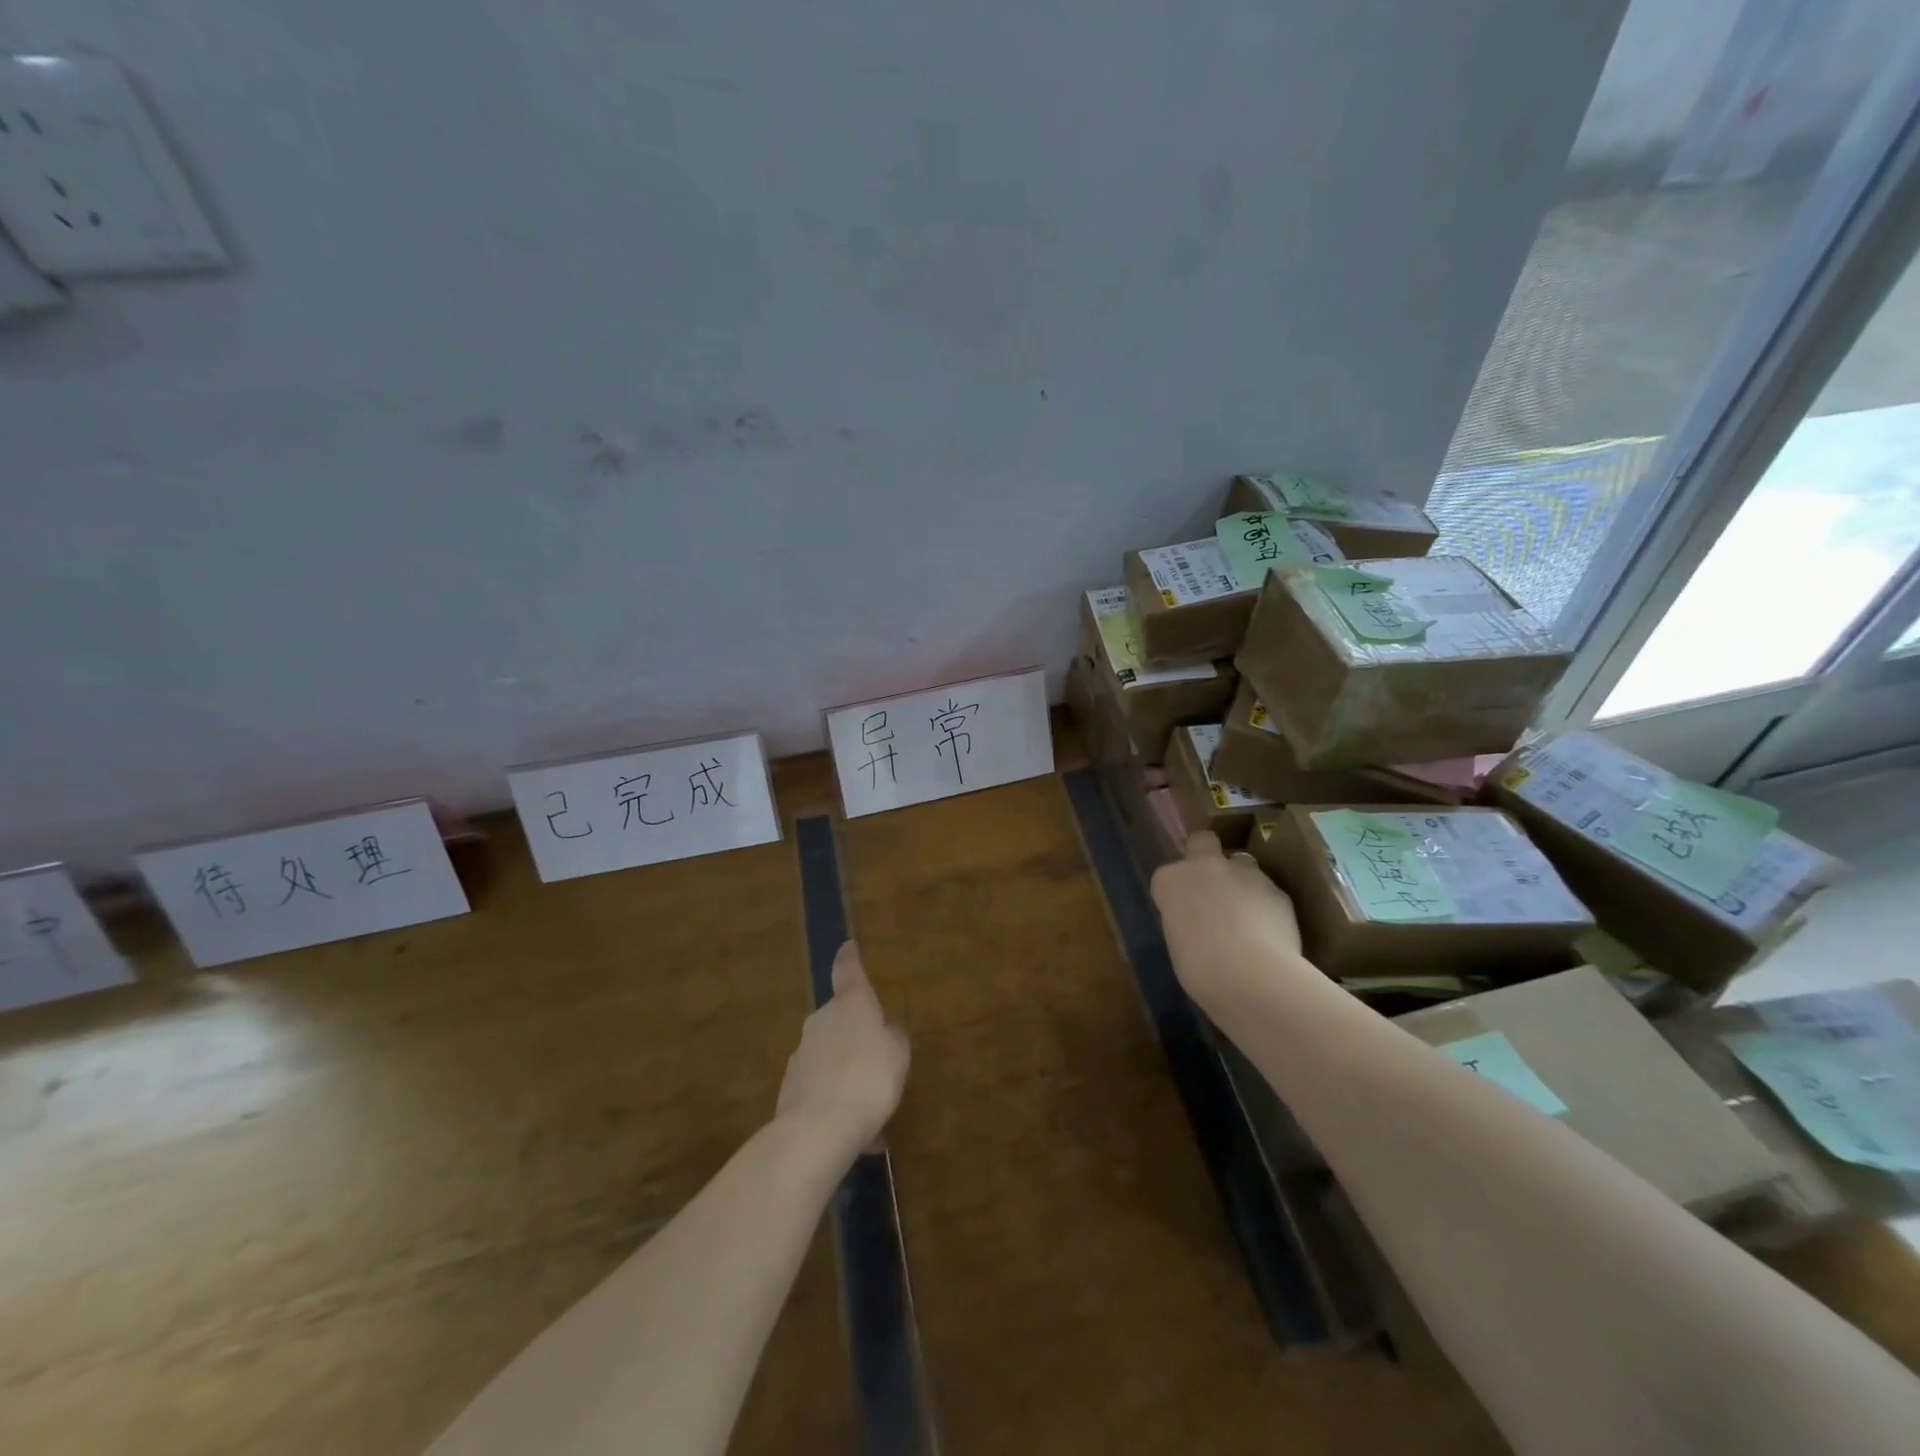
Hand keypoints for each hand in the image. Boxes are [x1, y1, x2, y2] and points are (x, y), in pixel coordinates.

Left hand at [776, 941, 910, 1160]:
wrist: (819, 1127)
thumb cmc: (869, 1077)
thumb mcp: (897, 1054)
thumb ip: (894, 1037)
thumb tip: (888, 1028)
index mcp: (851, 1004)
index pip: (848, 971)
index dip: (850, 958)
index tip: (848, 946)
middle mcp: (821, 1020)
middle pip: (838, 1017)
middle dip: (854, 1032)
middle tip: (876, 1056)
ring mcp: (802, 1052)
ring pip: (829, 1054)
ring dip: (846, 1070)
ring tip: (869, 1104)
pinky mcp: (790, 1086)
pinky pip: (820, 1085)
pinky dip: (835, 1098)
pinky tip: (853, 1129)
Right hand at [1151, 832, 1308, 1014]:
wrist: (1251, 975)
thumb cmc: (1200, 969)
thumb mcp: (1178, 944)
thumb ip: (1186, 920)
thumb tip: (1200, 924)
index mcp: (1170, 880)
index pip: (1167, 875)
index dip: (1176, 891)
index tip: (1182, 911)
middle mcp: (1205, 866)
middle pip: (1202, 841)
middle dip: (1206, 854)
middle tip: (1212, 884)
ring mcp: (1244, 873)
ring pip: (1241, 863)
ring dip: (1241, 880)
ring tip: (1246, 914)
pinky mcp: (1277, 889)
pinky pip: (1267, 891)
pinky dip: (1266, 904)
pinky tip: (1269, 931)